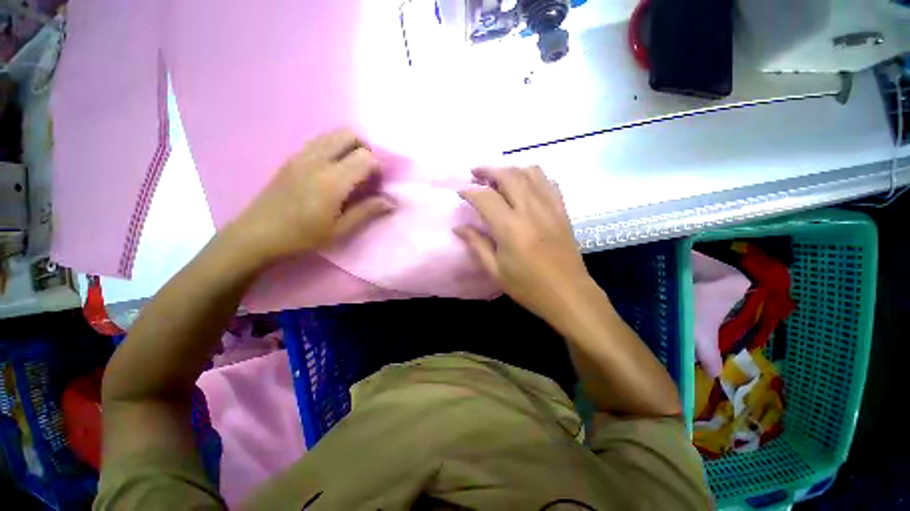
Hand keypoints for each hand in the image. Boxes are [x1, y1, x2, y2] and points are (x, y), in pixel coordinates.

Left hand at [230, 128, 394, 263]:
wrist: (257, 234)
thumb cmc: (303, 236)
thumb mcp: (340, 230)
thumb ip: (367, 211)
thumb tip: (391, 201)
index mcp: (332, 181)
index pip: (365, 157)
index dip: (378, 168)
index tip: (377, 185)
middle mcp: (317, 160)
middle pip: (349, 134)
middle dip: (365, 149)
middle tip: (366, 173)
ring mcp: (301, 155)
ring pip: (332, 134)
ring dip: (349, 147)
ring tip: (350, 171)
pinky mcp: (291, 157)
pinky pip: (319, 141)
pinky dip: (333, 148)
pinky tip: (331, 171)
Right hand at [455, 166, 596, 321]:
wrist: (568, 294)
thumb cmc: (528, 286)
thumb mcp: (495, 270)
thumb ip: (476, 244)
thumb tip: (459, 228)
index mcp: (510, 227)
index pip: (485, 197)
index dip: (469, 191)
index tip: (461, 192)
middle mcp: (530, 210)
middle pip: (508, 175)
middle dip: (488, 170)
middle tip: (475, 174)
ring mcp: (550, 207)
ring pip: (530, 172)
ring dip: (511, 169)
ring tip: (499, 177)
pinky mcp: (562, 210)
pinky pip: (549, 182)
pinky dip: (534, 177)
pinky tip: (526, 187)